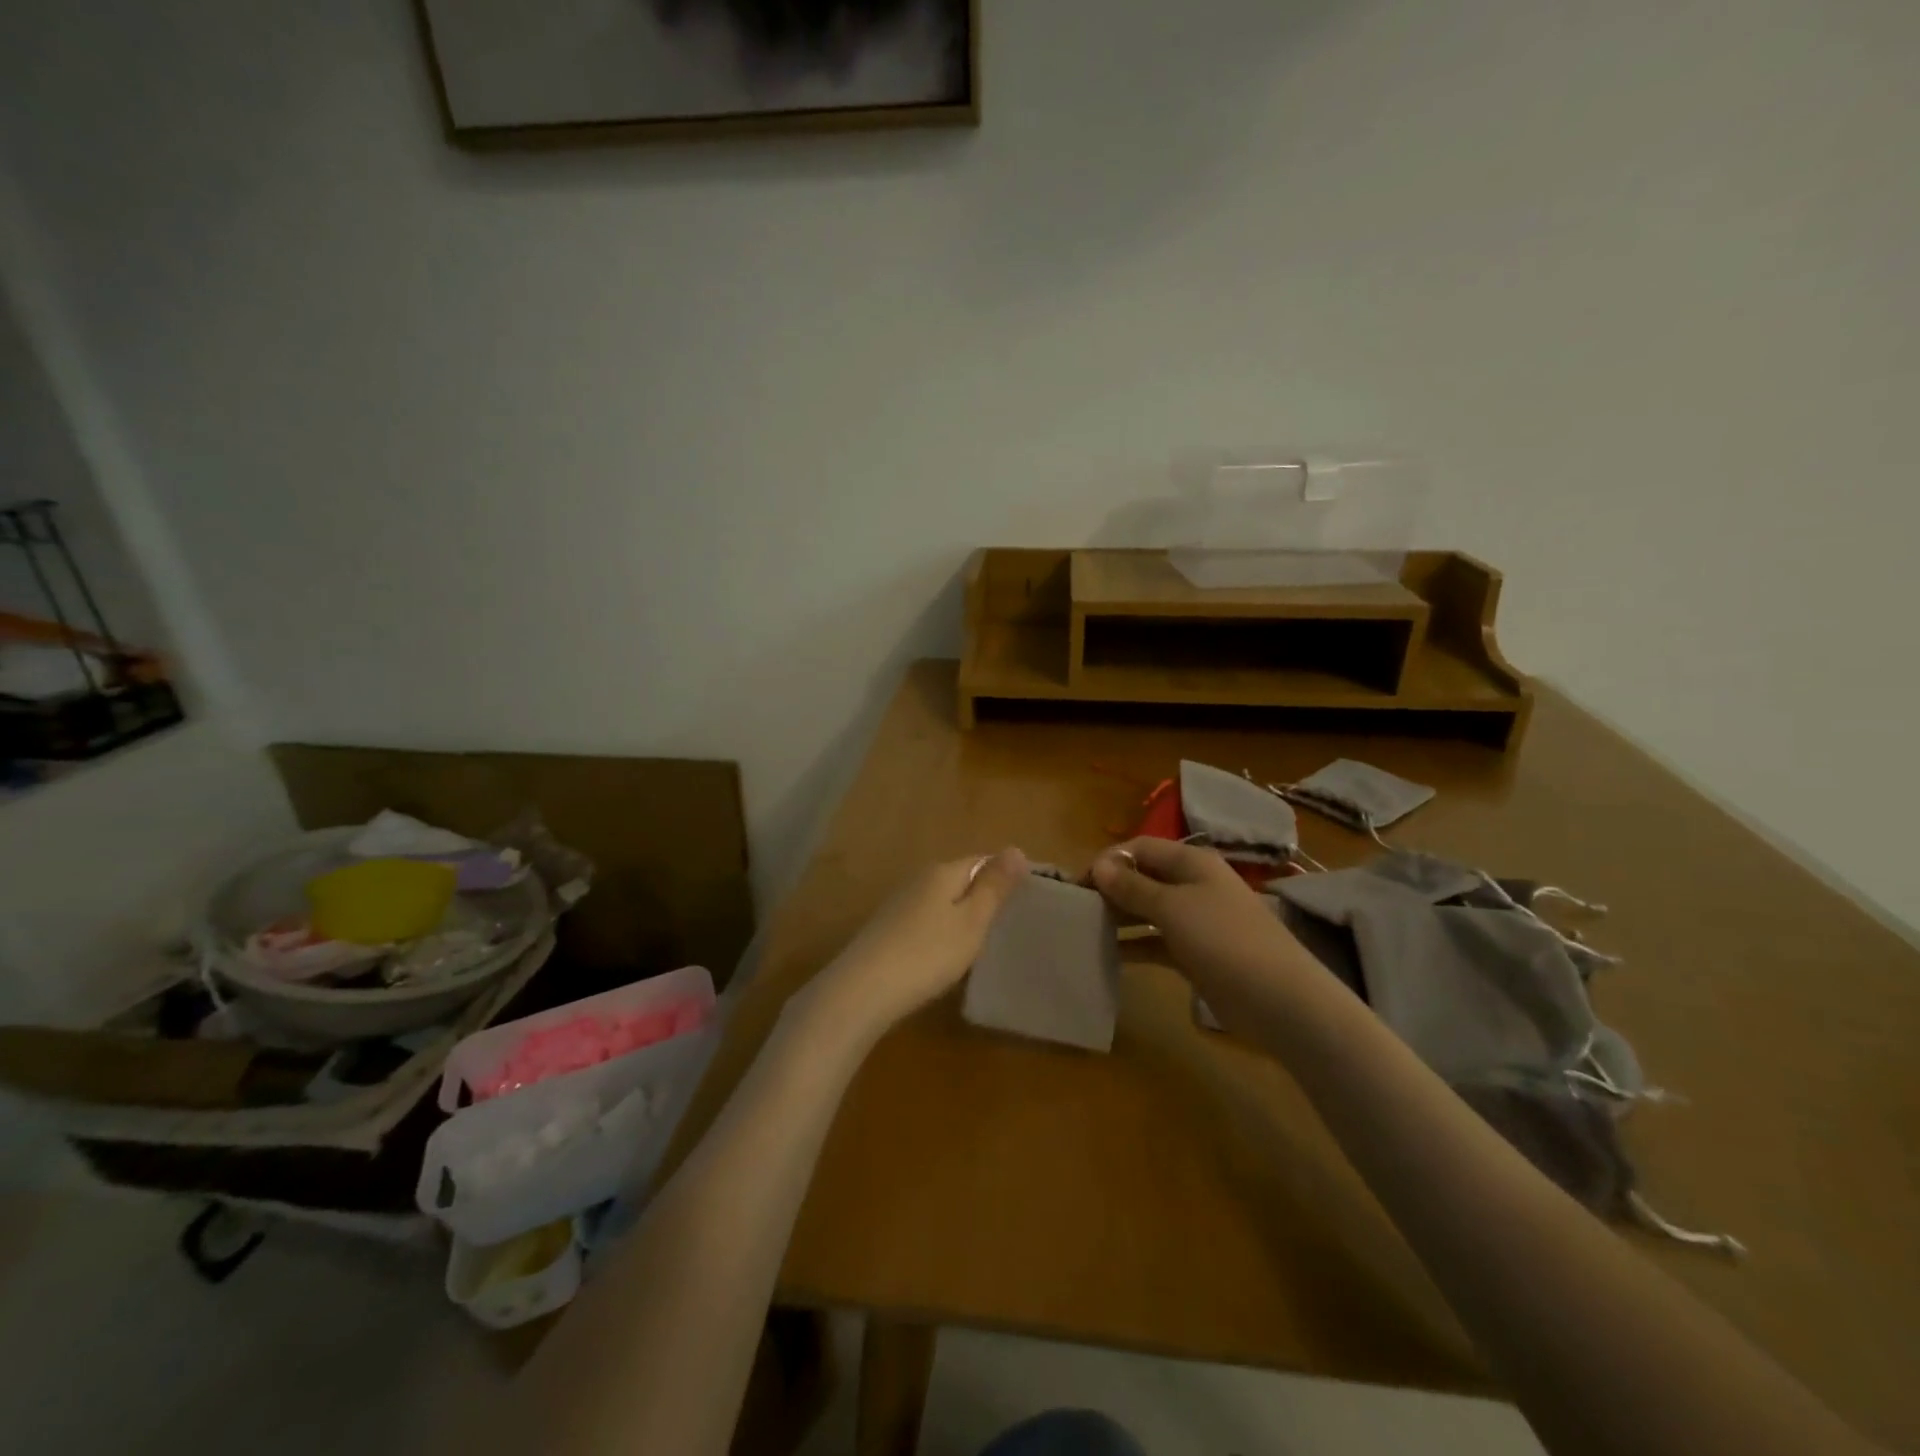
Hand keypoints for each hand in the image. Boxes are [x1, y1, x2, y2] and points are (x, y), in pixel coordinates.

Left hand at [802, 848, 1028, 1042]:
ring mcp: (898, 904)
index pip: (982, 860)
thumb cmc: (928, 954)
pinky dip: (940, 930)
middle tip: (1008, 920)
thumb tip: (1017, 848)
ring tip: (982, 939)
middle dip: (982, 893)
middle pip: (959, 878)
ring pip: (940, 900)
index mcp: (943, 872)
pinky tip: (944, 953)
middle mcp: (918, 880)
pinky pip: (924, 920)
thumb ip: (994, 887)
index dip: (1004, 874)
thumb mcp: (971, 921)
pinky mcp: (886, 929)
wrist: (862, 990)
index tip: (1027, 897)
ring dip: (960, 913)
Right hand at [1090, 838, 1314, 1001]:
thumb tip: (1098, 865)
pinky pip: (1156, 941)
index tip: (1078, 884)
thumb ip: (1132, 887)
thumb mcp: (1172, 907)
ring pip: (1147, 910)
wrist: (1277, 998)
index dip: (1108, 860)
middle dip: (1111, 889)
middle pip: (1143, 877)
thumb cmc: (1222, 939)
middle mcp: (1192, 885)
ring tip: (1085, 930)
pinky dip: (1135, 945)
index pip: (1140, 848)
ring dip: (1119, 917)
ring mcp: (1195, 921)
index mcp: (1191, 862)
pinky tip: (1109, 955)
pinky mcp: (1195, 953)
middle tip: (1077, 909)